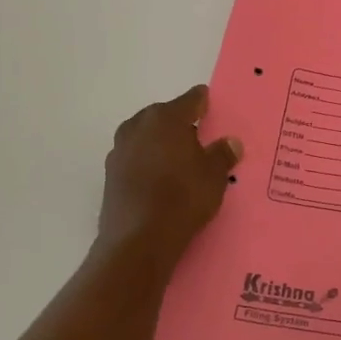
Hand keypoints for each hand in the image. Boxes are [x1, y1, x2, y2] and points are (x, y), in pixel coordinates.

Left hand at [98, 86, 242, 263]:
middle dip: (179, 124)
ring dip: (160, 143)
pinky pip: (135, 159)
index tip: (211, 107)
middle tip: (198, 138)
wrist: (139, 239)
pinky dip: (147, 163)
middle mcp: (139, 126)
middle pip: (163, 116)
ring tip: (178, 160)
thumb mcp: (214, 175)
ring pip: (145, 137)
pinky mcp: (110, 175)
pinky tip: (159, 180)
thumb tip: (231, 142)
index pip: (190, 100)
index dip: (203, 102)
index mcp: (166, 118)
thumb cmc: (183, 197)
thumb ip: (222, 154)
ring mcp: (120, 150)